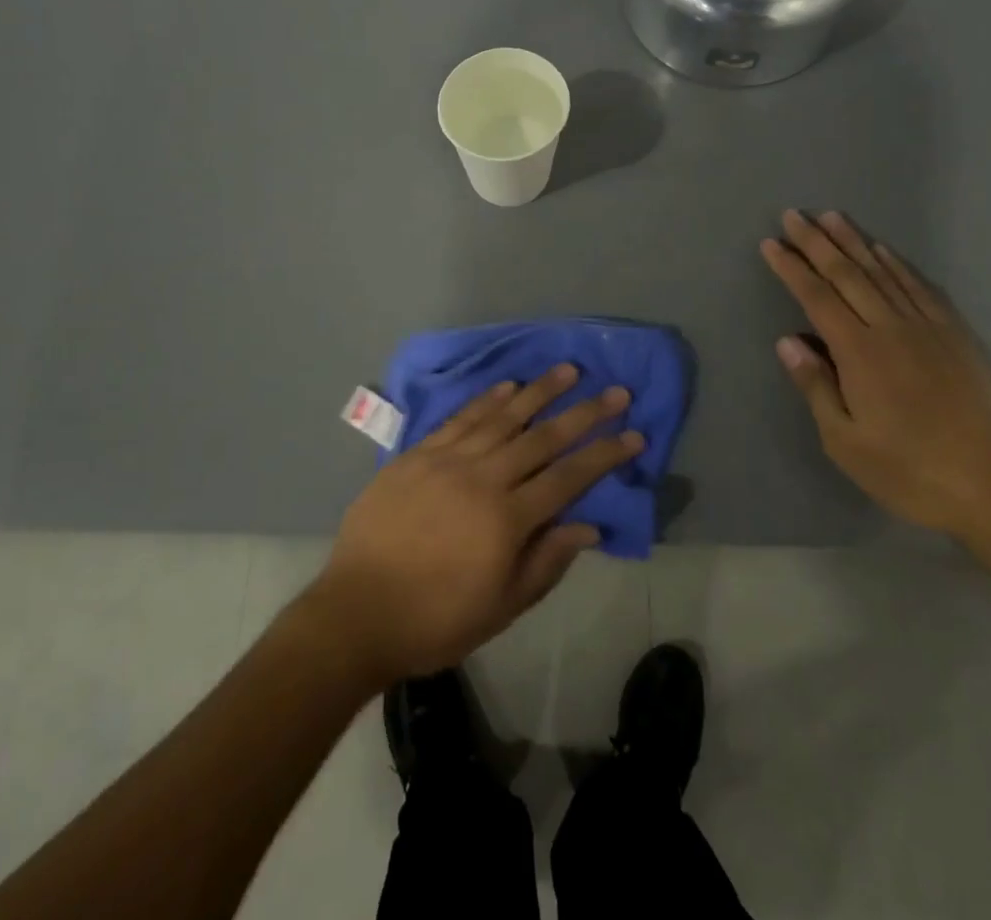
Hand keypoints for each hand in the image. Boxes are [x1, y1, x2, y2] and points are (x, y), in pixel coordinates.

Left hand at [304, 366, 643, 683]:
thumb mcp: (501, 607)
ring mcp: (447, 461)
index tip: (634, 433)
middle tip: (614, 390)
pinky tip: (508, 385)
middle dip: (584, 413)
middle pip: (542, 438)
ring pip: (502, 418)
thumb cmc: (435, 619)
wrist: (357, 612)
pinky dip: (486, 400)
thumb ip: (546, 562)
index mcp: (507, 520)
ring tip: (568, 370)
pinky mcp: (418, 454)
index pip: (569, 477)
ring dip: (539, 392)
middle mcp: (483, 479)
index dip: (605, 454)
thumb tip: (588, 525)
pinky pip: (459, 419)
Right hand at [761, 210, 990, 535]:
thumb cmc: (906, 470)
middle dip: (817, 242)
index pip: (817, 298)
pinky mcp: (954, 336)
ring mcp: (926, 328)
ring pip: (883, 273)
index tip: (771, 243)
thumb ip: (815, 385)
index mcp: (859, 353)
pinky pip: (920, 288)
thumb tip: (787, 340)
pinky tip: (884, 251)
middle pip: (847, 275)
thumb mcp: (844, 440)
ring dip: (854, 242)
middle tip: (794, 215)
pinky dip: (898, 264)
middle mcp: (891, 328)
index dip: (792, 268)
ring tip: (832, 217)